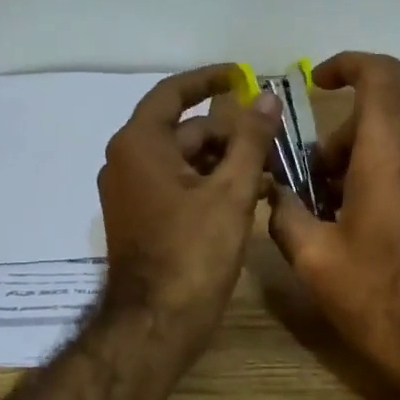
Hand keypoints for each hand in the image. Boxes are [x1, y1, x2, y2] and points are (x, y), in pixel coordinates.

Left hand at [98, 65, 282, 344]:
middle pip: (184, 130)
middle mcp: (126, 160)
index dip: (209, 80)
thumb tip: (266, 98)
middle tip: (273, 138)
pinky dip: (209, 183)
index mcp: (139, 144)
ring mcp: (130, 192)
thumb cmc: (192, 252)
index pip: (173, 93)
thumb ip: (250, 140)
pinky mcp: (140, 218)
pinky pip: (177, 185)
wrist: (155, 325)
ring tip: (269, 170)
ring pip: (184, 160)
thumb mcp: (230, 191)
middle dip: (229, 132)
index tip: (242, 75)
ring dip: (224, 160)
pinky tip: (249, 195)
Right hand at [267, 52, 399, 396]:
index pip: (378, 74)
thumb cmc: (380, 297)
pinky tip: (366, 229)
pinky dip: (385, 178)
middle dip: (338, 137)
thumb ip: (285, 214)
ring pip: (398, 143)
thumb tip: (273, 193)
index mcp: (389, 152)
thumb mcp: (314, 259)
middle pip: (380, 114)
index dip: (346, 65)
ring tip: (333, 212)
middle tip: (310, 183)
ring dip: (360, 161)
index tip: (317, 84)